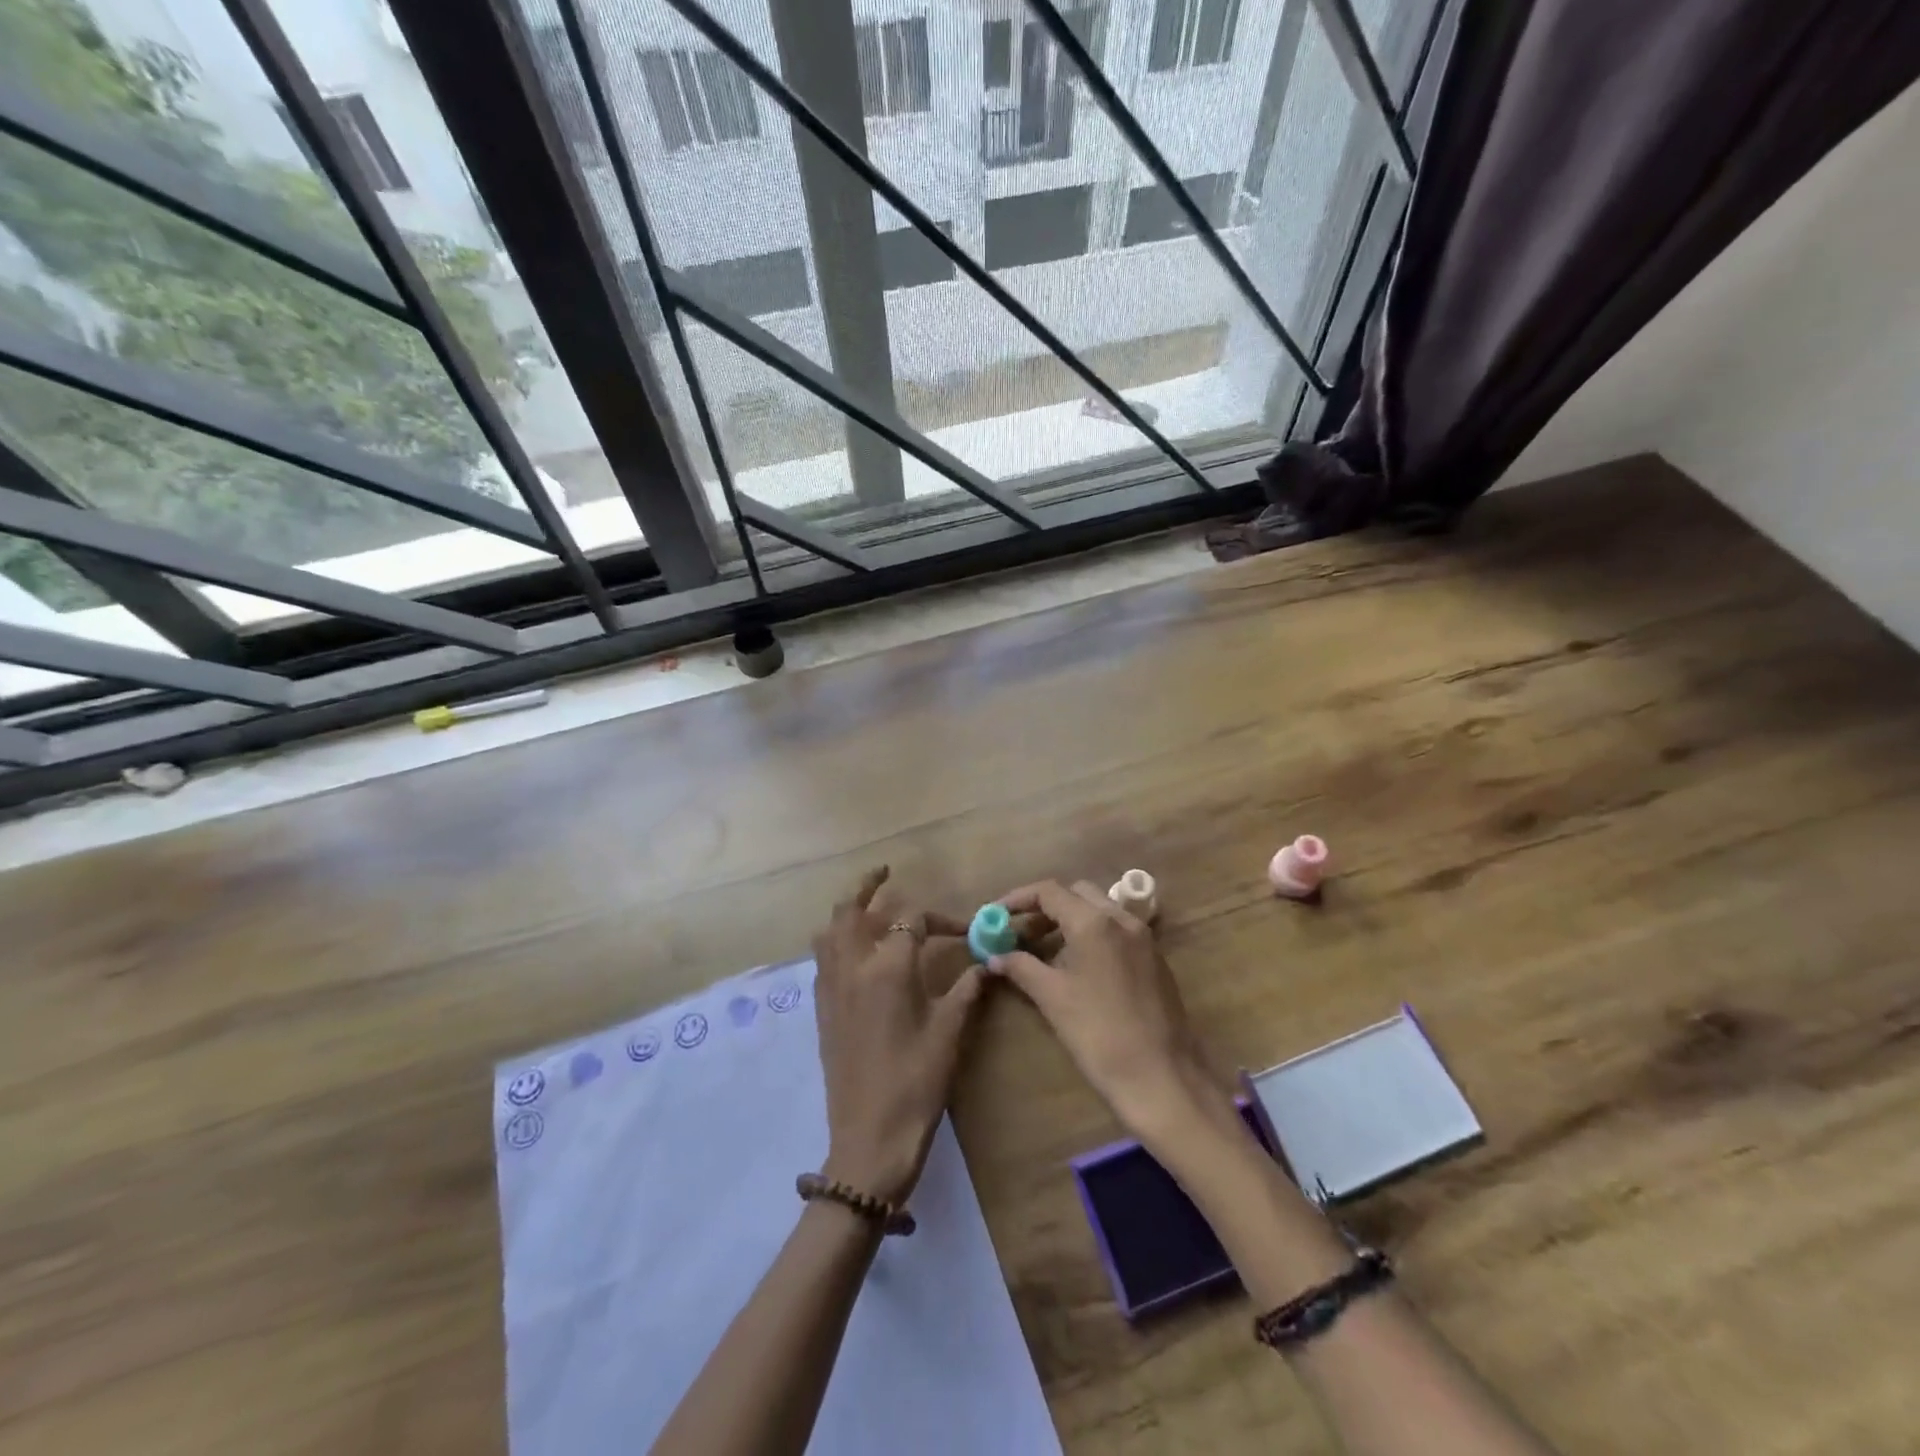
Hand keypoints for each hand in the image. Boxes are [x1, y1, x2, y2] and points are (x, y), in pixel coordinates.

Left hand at [811, 868, 988, 1206]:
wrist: (869, 1137)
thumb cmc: (916, 1082)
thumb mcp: (949, 1032)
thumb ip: (967, 990)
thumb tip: (987, 964)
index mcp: (888, 967)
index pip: (911, 919)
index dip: (941, 919)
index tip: (965, 932)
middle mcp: (852, 967)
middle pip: (851, 910)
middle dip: (868, 886)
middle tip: (886, 873)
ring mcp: (831, 987)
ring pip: (829, 931)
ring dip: (847, 912)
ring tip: (868, 908)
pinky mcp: (822, 1009)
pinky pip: (822, 958)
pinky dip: (836, 940)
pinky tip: (855, 953)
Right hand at [988, 879, 1214, 1137]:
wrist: (1161, 1076)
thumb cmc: (1099, 1034)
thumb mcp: (1052, 998)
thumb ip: (1021, 967)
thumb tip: (995, 956)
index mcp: (1094, 922)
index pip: (1049, 891)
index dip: (1018, 899)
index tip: (995, 915)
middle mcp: (1122, 919)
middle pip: (1076, 894)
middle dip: (1045, 908)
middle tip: (1020, 933)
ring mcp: (1143, 938)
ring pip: (1099, 910)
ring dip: (1069, 921)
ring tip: (1044, 952)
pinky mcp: (1154, 958)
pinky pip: (1117, 931)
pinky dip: (1092, 935)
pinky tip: (1078, 967)